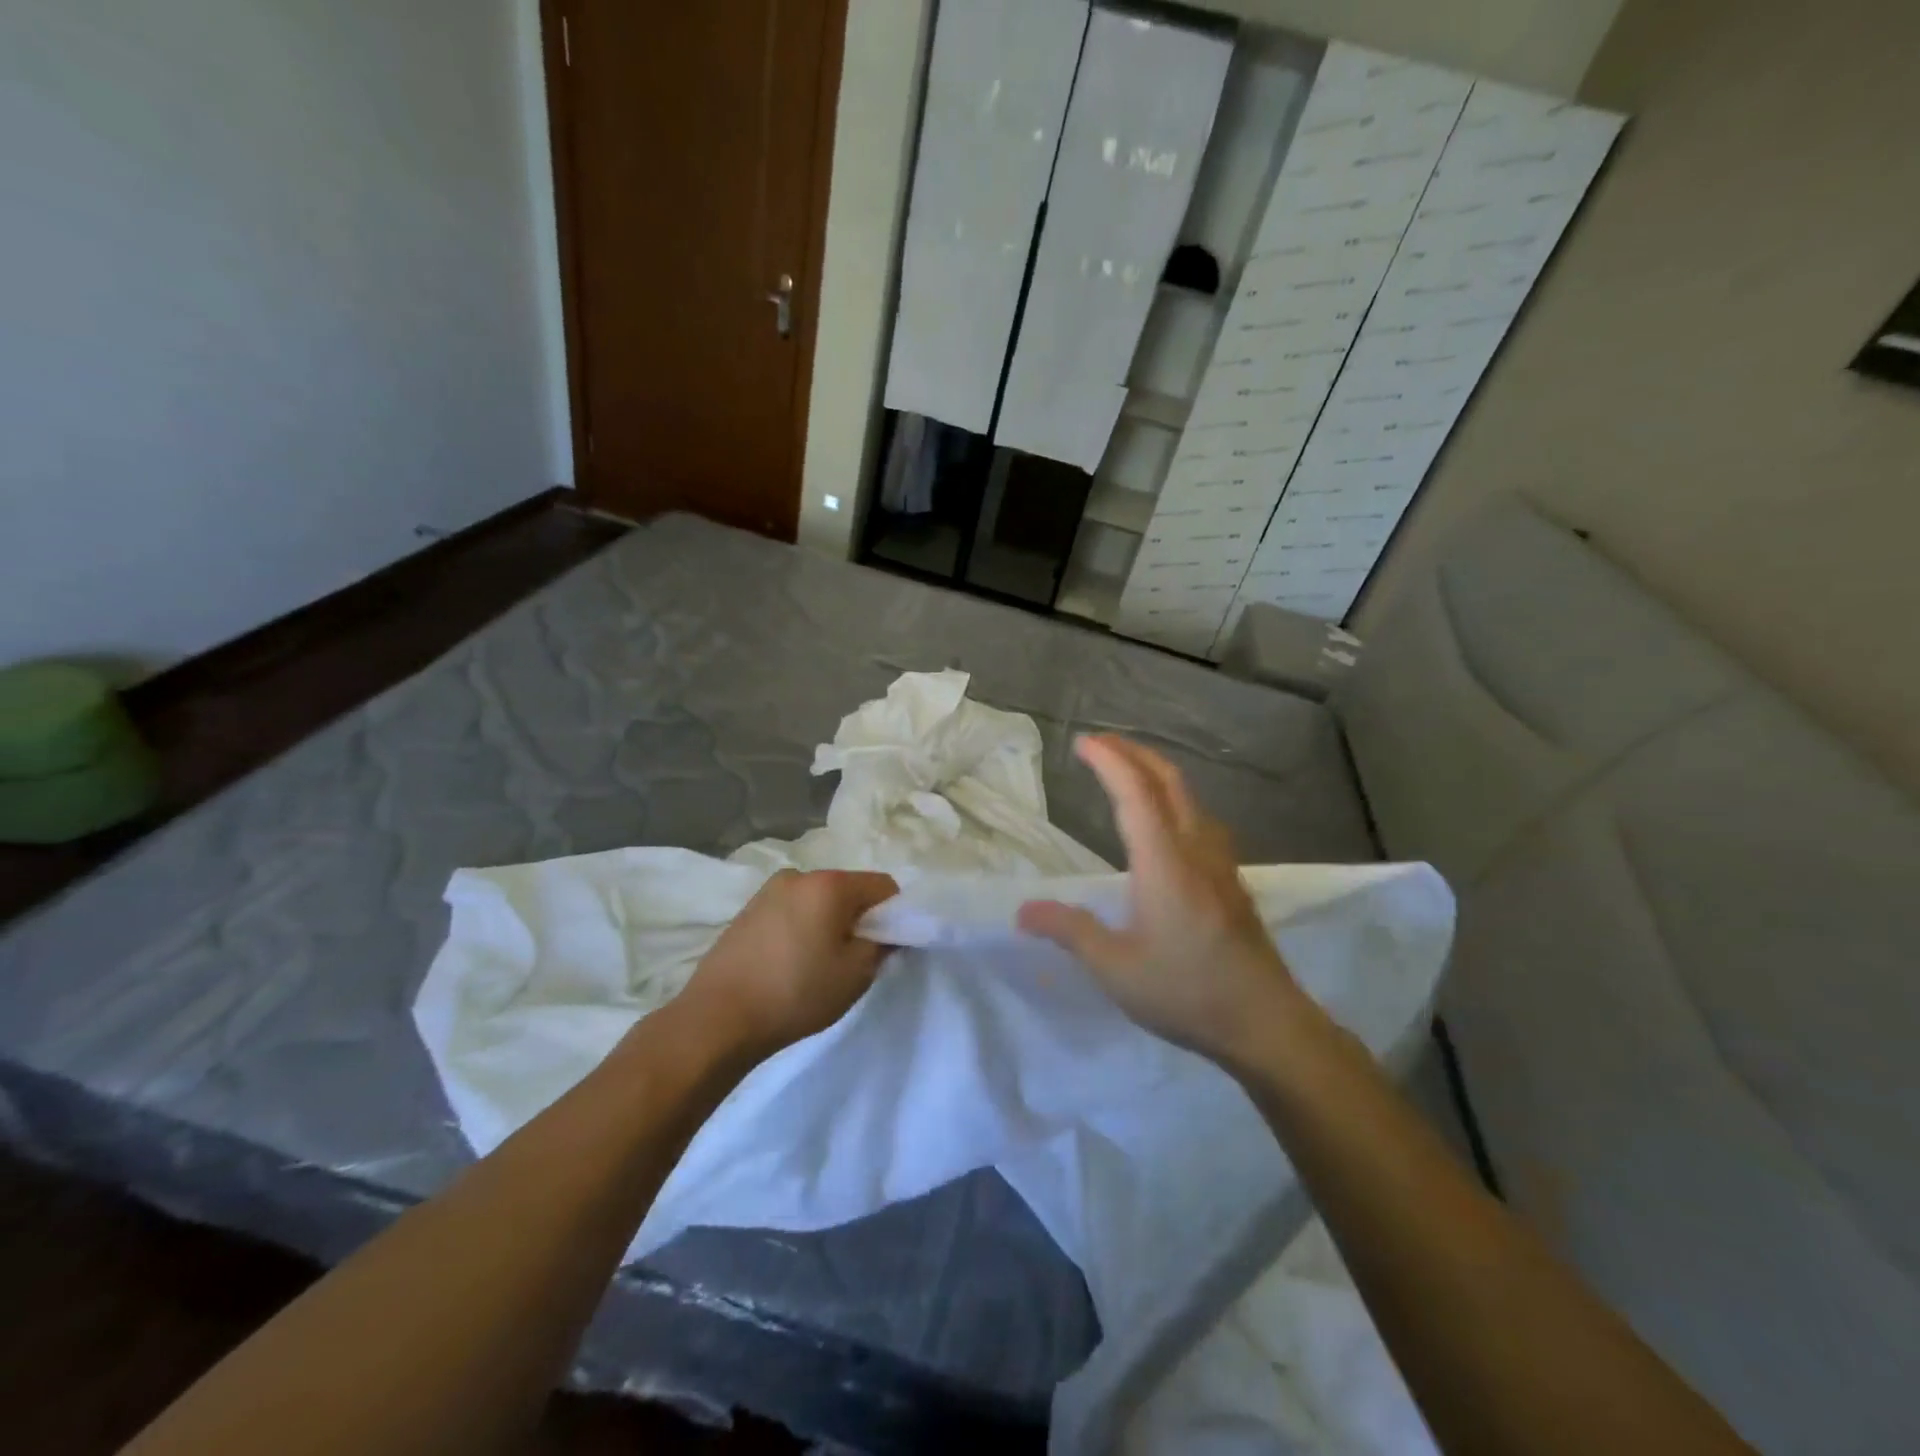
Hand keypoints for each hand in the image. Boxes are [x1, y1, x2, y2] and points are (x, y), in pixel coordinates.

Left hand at [678, 869, 899, 1059]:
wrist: (718, 1017)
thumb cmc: (796, 993)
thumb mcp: (856, 974)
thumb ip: (882, 945)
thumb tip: (885, 932)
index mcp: (830, 884)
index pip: (884, 886)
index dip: (895, 914)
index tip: (886, 947)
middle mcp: (799, 875)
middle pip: (849, 890)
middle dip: (859, 918)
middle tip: (852, 960)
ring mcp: (769, 890)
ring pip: (818, 901)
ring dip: (828, 923)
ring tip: (816, 965)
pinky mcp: (748, 910)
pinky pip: (792, 910)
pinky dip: (802, 928)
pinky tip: (789, 963)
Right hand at [1017, 735, 1309, 1067]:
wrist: (1267, 1023)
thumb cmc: (1187, 992)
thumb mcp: (1116, 968)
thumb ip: (1070, 931)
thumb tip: (1024, 910)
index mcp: (1164, 862)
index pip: (1135, 792)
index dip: (1109, 760)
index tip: (1083, 742)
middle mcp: (1195, 850)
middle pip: (1169, 781)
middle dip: (1134, 753)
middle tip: (1102, 743)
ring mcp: (1221, 864)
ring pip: (1190, 797)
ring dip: (1157, 772)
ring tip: (1130, 772)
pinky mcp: (1232, 881)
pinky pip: (1200, 819)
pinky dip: (1174, 798)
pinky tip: (1167, 822)